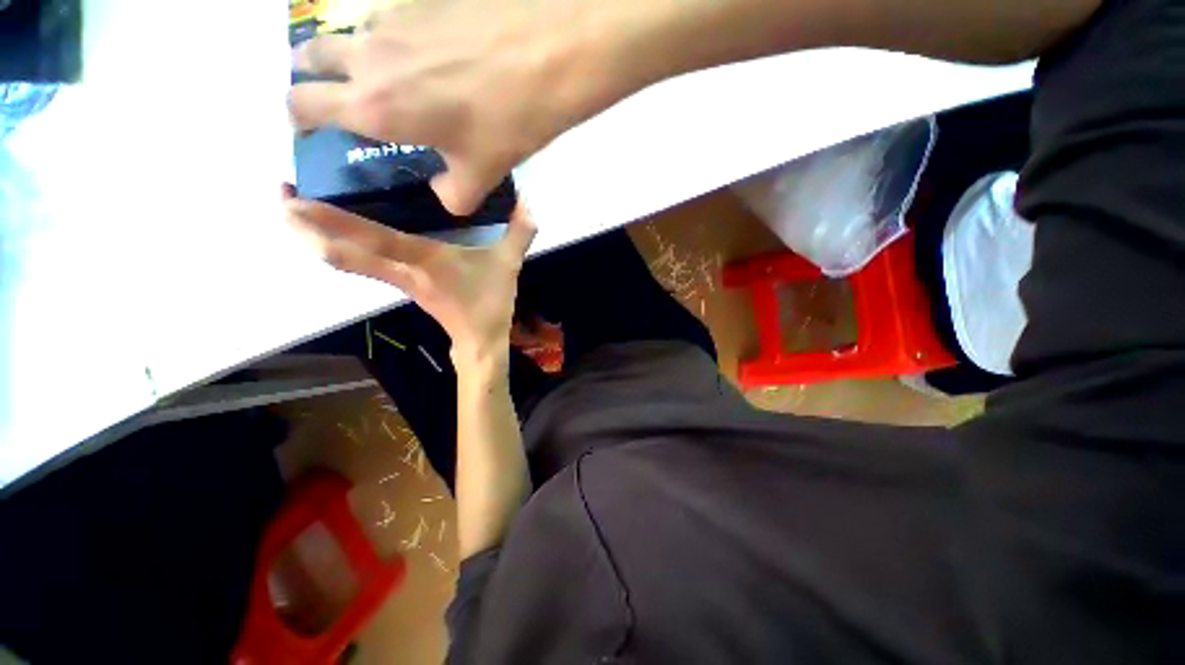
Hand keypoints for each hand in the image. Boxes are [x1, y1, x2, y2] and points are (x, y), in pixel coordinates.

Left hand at [284, 186, 535, 362]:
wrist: (478, 342)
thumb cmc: (489, 304)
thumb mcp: (509, 264)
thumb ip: (519, 232)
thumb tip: (529, 202)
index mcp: (422, 260)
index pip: (368, 237)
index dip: (326, 219)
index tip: (290, 195)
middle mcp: (399, 269)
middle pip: (338, 252)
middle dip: (303, 228)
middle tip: (278, 194)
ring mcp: (396, 279)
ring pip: (344, 260)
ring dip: (315, 237)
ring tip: (295, 208)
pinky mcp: (401, 284)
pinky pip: (360, 263)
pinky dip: (341, 245)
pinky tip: (338, 229)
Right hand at [289, 0, 651, 215]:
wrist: (546, 54)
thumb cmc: (508, 122)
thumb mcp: (482, 175)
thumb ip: (454, 196)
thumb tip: (443, 195)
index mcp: (374, 106)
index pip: (304, 106)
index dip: (298, 120)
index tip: (308, 130)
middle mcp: (368, 55)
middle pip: (309, 57)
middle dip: (311, 78)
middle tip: (334, 96)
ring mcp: (391, 18)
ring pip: (345, 32)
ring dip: (348, 53)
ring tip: (379, 75)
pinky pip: (386, 16)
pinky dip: (388, 35)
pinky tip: (420, 50)